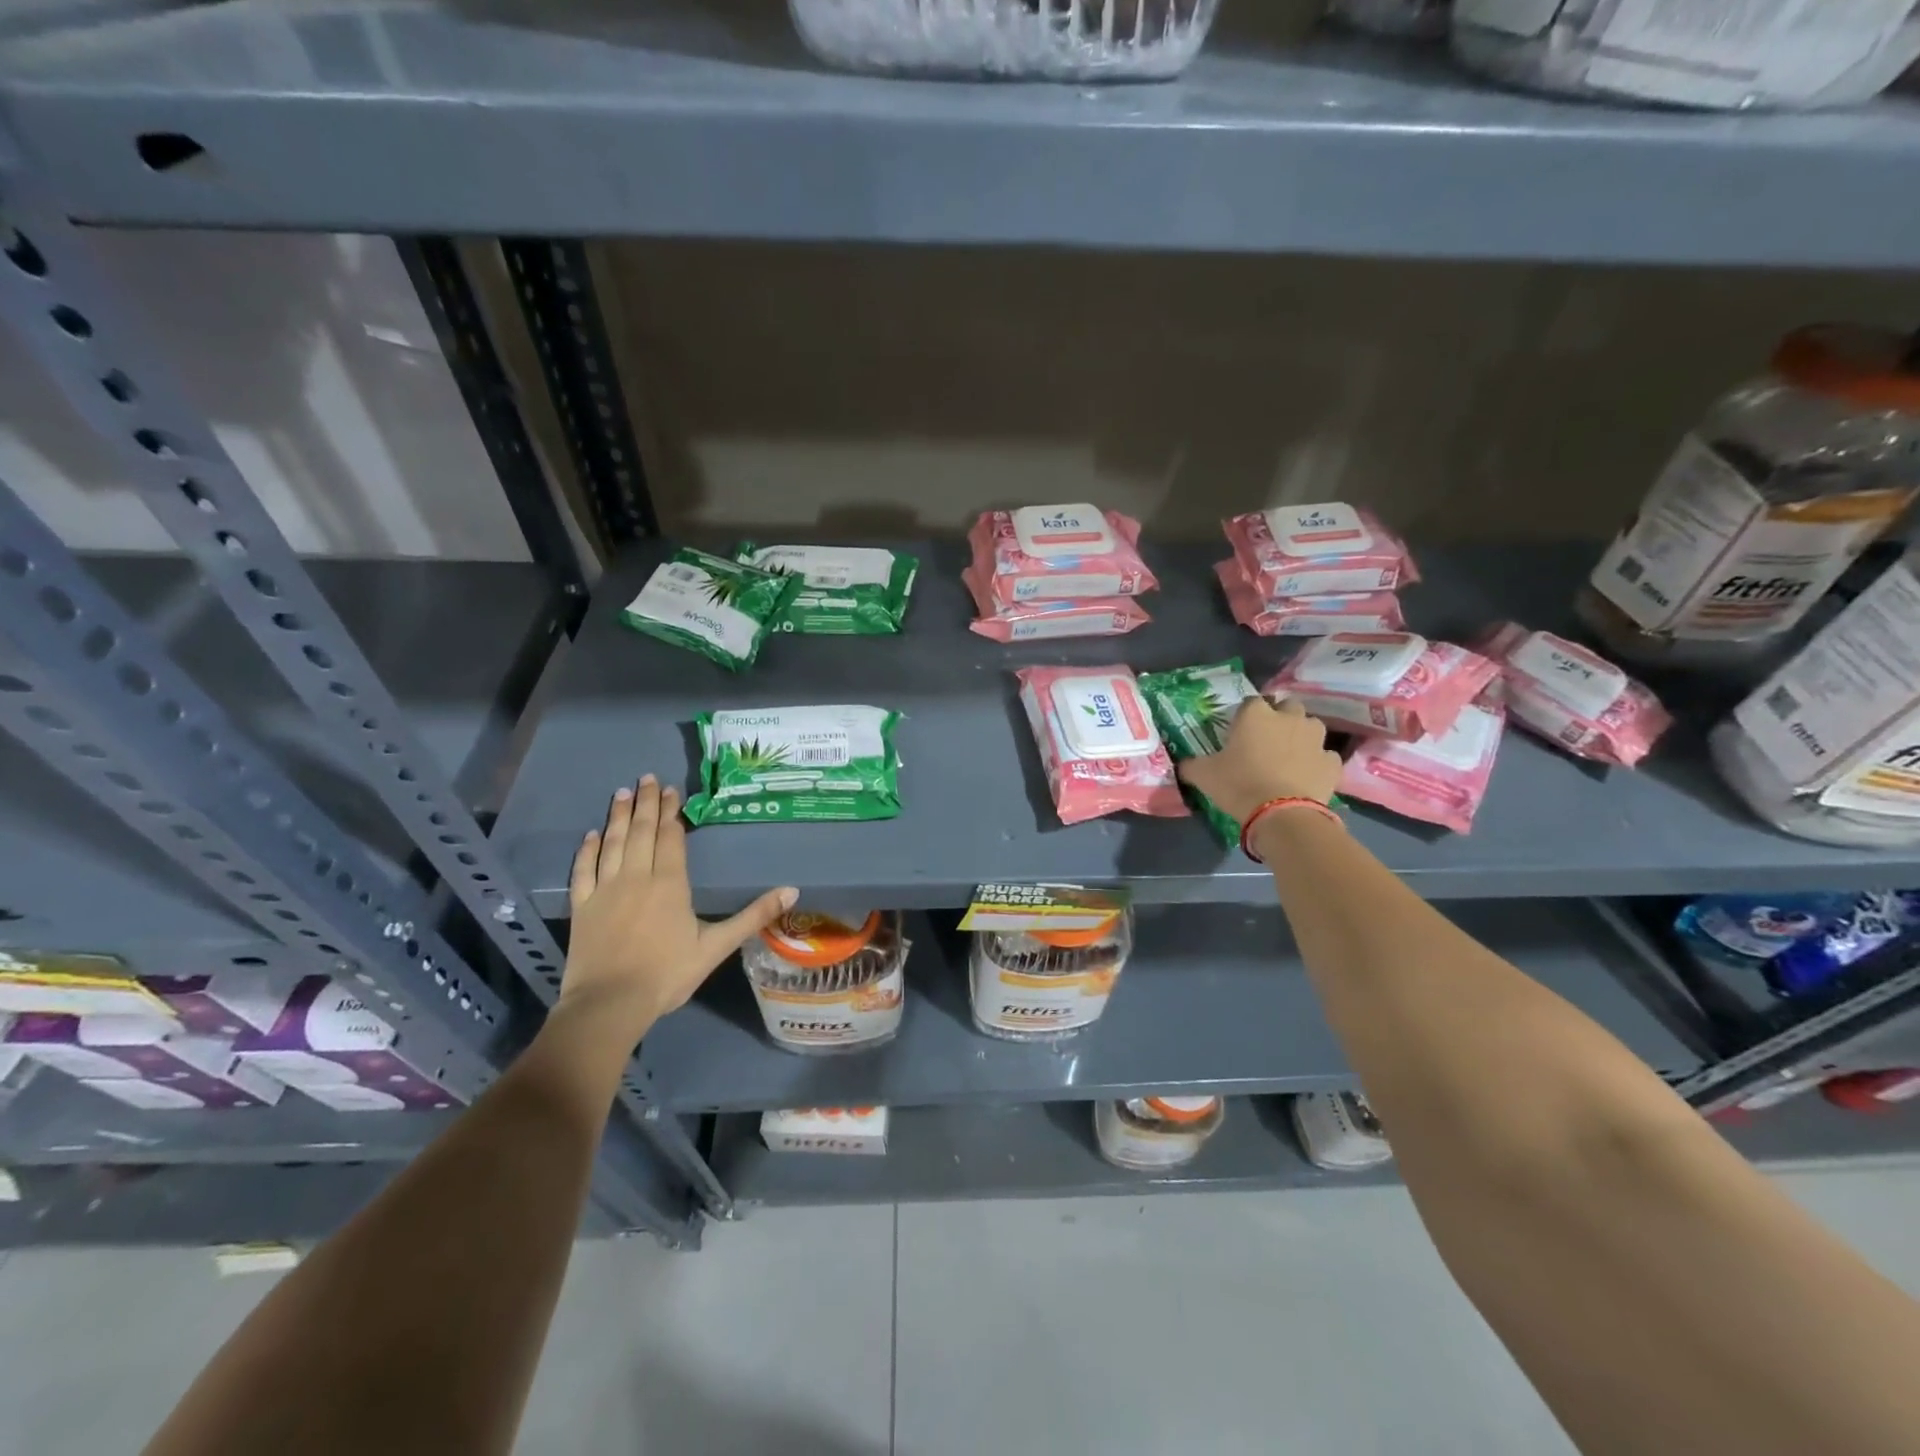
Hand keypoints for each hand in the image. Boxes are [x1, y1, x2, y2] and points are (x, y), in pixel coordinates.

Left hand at [561, 776, 796, 1037]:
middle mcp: (637, 876)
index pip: (671, 838)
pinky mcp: (582, 906)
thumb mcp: (717, 946)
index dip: (672, 812)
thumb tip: (792, 891)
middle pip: (642, 832)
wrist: (610, 1004)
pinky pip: (584, 870)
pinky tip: (591, 835)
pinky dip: (587, 850)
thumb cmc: (667, 974)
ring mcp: (605, 889)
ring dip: (618, 816)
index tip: (672, 790)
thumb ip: (753, 916)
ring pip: (613, 843)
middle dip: (646, 803)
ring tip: (622, 792)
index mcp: (670, 883)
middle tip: (648, 778)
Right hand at [1178, 697, 1341, 827]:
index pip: (1250, 702)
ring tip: (1289, 756)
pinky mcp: (1332, 762)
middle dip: (1279, 718)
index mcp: (1255, 714)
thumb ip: (1191, 765)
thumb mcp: (1204, 775)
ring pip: (1310, 727)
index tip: (1238, 733)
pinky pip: (1324, 756)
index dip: (1244, 717)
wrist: (1282, 814)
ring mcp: (1315, 739)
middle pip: (1286, 707)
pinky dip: (1316, 762)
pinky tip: (1306, 776)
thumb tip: (1182, 765)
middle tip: (1266, 740)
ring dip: (1301, 736)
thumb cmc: (1239, 785)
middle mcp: (1289, 718)